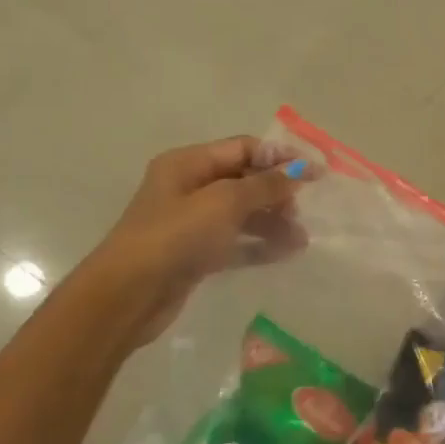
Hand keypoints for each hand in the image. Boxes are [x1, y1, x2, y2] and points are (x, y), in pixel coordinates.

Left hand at [93, 136, 308, 344]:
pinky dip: (260, 244)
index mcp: (188, 163)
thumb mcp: (225, 202)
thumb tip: (299, 171)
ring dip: (273, 221)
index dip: (280, 157)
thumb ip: (265, 185)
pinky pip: (235, 242)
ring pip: (242, 213)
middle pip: (244, 180)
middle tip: (303, 210)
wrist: (129, 295)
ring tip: (302, 239)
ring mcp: (191, 222)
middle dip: (277, 192)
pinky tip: (286, 252)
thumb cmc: (176, 236)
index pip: (243, 148)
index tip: (315, 173)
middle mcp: (189, 187)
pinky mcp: (195, 254)